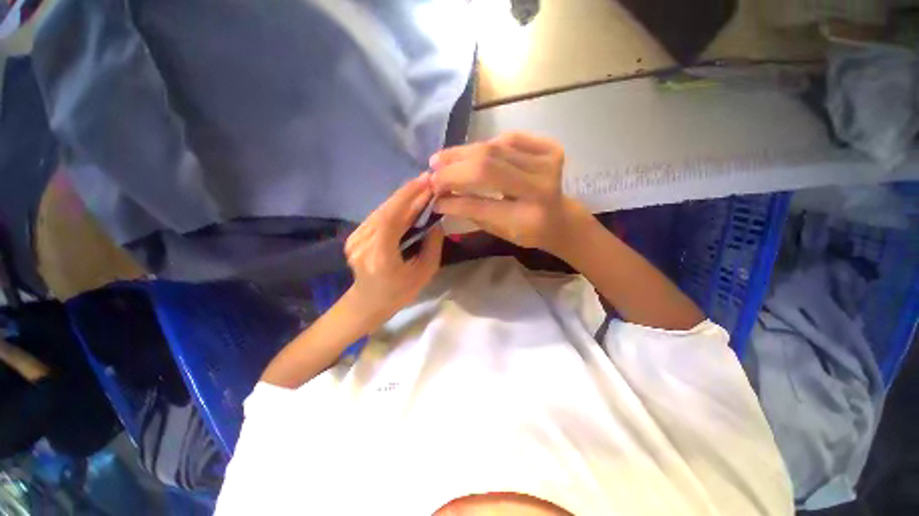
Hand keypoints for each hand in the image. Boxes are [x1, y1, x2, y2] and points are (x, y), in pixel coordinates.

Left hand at [344, 173, 444, 326]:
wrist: (368, 302)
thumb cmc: (399, 292)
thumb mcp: (424, 273)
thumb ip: (432, 246)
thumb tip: (437, 221)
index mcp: (380, 256)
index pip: (391, 219)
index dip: (408, 197)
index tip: (426, 183)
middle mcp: (363, 244)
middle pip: (385, 211)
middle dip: (407, 193)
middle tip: (427, 180)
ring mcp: (355, 239)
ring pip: (380, 210)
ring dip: (401, 197)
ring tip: (421, 186)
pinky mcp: (354, 236)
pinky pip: (377, 216)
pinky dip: (394, 207)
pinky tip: (407, 201)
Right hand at [431, 132, 589, 257]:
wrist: (560, 218)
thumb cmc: (527, 231)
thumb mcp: (498, 230)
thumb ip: (470, 212)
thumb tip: (440, 197)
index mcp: (527, 219)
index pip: (479, 205)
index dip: (452, 199)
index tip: (431, 195)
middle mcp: (540, 189)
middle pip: (486, 168)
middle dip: (453, 169)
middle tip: (432, 172)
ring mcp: (548, 164)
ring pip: (494, 149)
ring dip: (463, 153)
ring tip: (442, 159)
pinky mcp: (550, 148)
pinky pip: (508, 139)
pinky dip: (485, 145)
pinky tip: (470, 153)